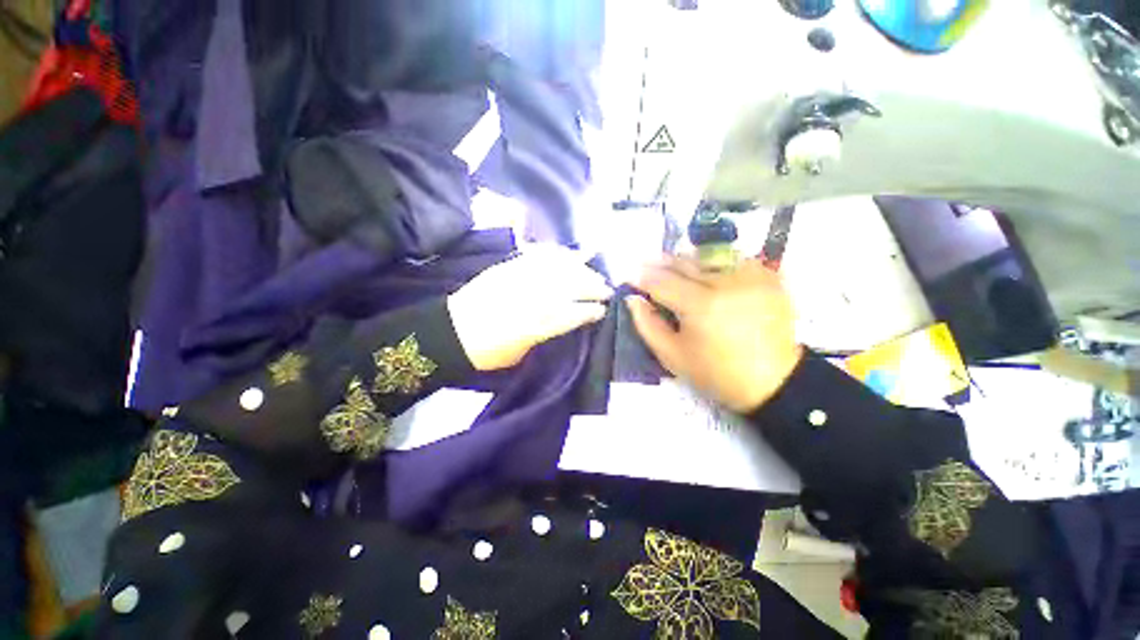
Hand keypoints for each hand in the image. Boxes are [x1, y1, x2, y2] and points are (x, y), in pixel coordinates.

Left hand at [448, 247, 612, 370]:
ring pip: (558, 268)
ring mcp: (520, 279)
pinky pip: (538, 255)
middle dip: (593, 286)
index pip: (573, 314)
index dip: (591, 311)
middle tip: (606, 288)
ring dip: (580, 268)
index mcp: (537, 325)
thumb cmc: (488, 352)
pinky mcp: (508, 267)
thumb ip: (546, 334)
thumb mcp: (522, 353)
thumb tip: (565, 320)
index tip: (602, 310)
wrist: (451, 333)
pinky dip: (556, 254)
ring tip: (592, 269)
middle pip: (571, 287)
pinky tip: (568, 254)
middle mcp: (532, 299)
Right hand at [628, 256, 803, 412]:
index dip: (643, 278)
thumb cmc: (716, 373)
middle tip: (649, 265)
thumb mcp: (672, 356)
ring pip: (709, 255)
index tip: (631, 277)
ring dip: (689, 260)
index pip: (662, 281)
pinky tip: (710, 271)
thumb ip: (647, 325)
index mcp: (700, 305)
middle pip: (685, 263)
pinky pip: (735, 258)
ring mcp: (750, 276)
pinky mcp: (768, 277)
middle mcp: (725, 283)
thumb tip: (633, 299)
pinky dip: (718, 261)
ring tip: (677, 267)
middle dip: (663, 263)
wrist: (773, 381)